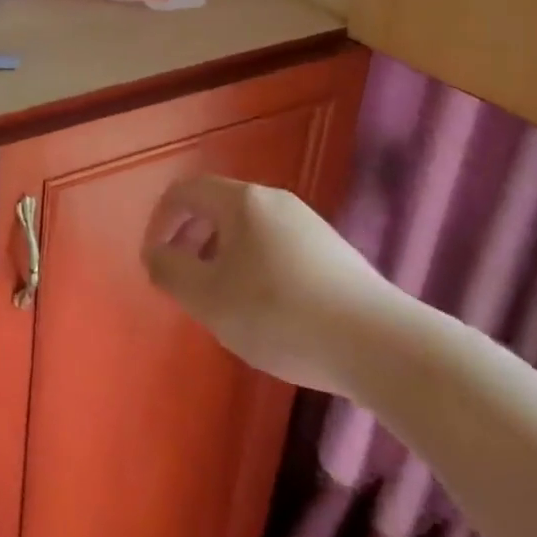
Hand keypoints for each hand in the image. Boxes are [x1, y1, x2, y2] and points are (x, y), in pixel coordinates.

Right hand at [141, 176, 402, 396]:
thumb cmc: (281, 314)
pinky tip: (269, 312)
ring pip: (248, 230)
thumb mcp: (210, 299)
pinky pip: (277, 247)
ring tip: (224, 302)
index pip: (185, 191)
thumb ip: (171, 271)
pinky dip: (256, 268)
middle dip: (192, 240)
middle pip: (217, 207)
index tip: (156, 261)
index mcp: (241, 201)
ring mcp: (308, 224)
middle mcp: (274, 200)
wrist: (381, 345)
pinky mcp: (333, 252)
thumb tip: (155, 253)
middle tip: (185, 282)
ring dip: (223, 257)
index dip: (161, 221)